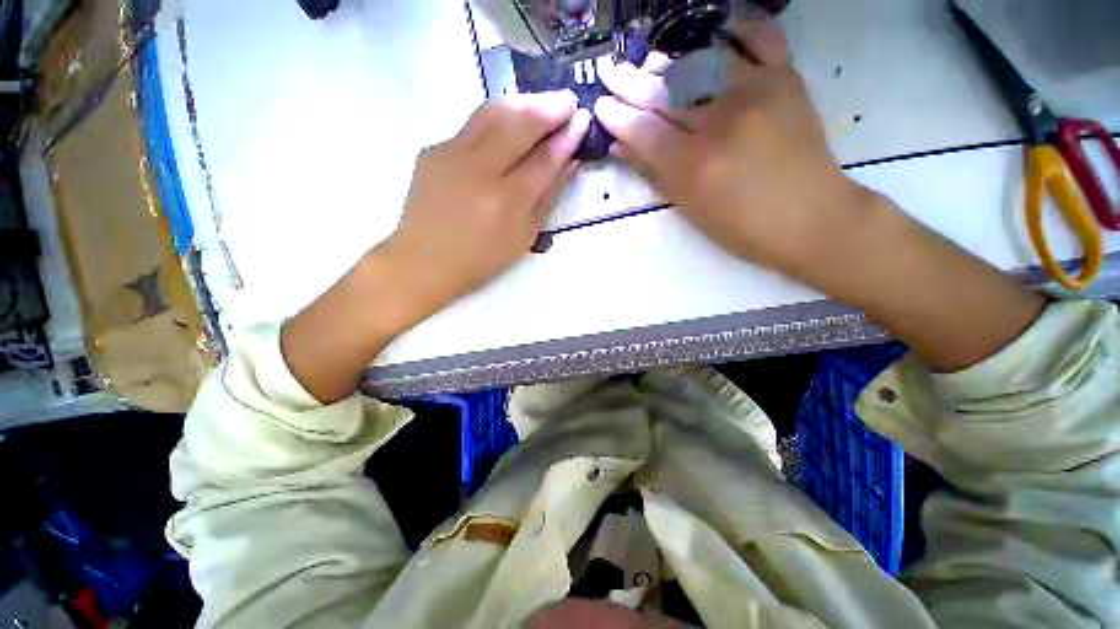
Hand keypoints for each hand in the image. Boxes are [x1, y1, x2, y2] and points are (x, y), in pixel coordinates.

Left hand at [282, 92, 588, 402]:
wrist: (422, 261)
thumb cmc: (480, 260)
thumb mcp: (523, 237)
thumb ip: (547, 198)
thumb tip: (569, 164)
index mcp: (506, 201)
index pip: (543, 159)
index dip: (566, 137)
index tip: (583, 120)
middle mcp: (479, 170)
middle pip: (519, 124)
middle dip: (548, 107)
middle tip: (567, 101)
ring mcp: (451, 154)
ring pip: (493, 113)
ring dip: (523, 103)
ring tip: (542, 104)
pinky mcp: (433, 149)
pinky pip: (472, 125)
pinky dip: (497, 118)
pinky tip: (509, 123)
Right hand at [595, 20, 871, 281]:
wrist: (811, 218)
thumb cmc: (742, 226)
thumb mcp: (689, 207)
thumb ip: (653, 173)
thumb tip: (621, 148)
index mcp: (693, 164)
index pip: (643, 130)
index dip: (617, 117)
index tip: (600, 106)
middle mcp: (720, 121)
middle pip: (664, 93)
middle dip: (630, 83)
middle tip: (611, 73)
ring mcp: (755, 92)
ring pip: (701, 62)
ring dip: (668, 61)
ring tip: (649, 63)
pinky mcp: (786, 79)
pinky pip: (761, 37)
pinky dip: (737, 27)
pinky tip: (715, 31)